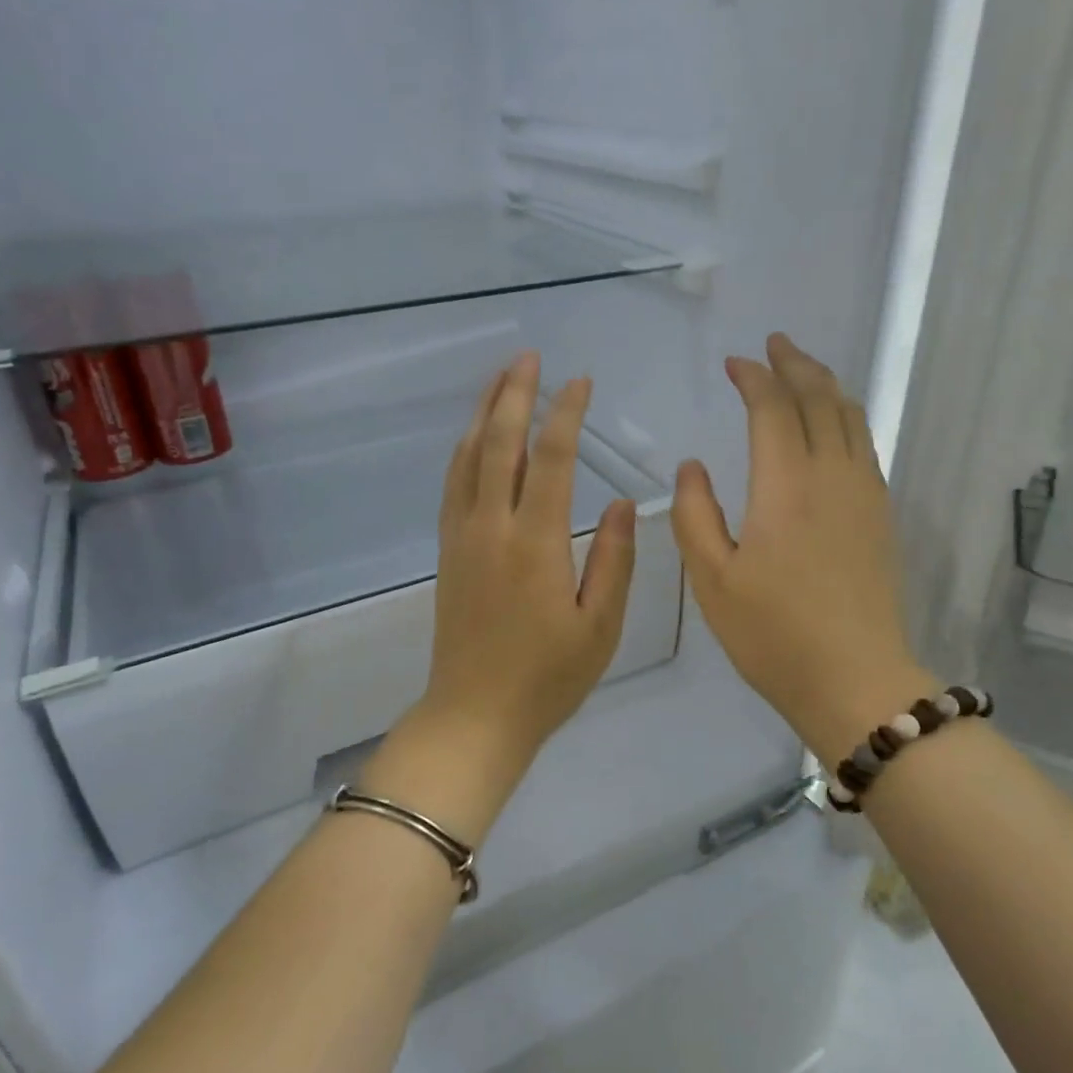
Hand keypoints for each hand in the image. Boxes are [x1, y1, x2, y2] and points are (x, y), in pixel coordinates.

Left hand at [366, 353, 636, 838]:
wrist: (474, 715)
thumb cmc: (548, 678)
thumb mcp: (600, 626)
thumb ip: (614, 559)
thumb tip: (624, 501)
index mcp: (536, 543)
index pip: (551, 460)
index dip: (565, 415)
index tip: (580, 382)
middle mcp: (492, 528)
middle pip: (498, 445)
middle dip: (514, 395)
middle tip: (528, 357)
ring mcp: (462, 537)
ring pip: (467, 458)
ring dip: (483, 414)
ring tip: (500, 379)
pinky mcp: (448, 551)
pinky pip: (453, 484)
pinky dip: (464, 450)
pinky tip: (473, 438)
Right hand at [673, 333, 930, 765]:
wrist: (856, 681)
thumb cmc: (773, 634)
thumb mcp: (713, 580)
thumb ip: (694, 514)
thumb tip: (692, 466)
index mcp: (786, 485)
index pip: (772, 408)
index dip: (753, 377)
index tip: (734, 363)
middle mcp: (832, 475)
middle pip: (819, 398)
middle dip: (795, 364)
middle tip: (775, 344)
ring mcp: (865, 493)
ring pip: (851, 417)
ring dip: (826, 384)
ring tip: (804, 370)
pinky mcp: (881, 515)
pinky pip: (865, 444)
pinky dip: (846, 417)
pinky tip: (834, 425)